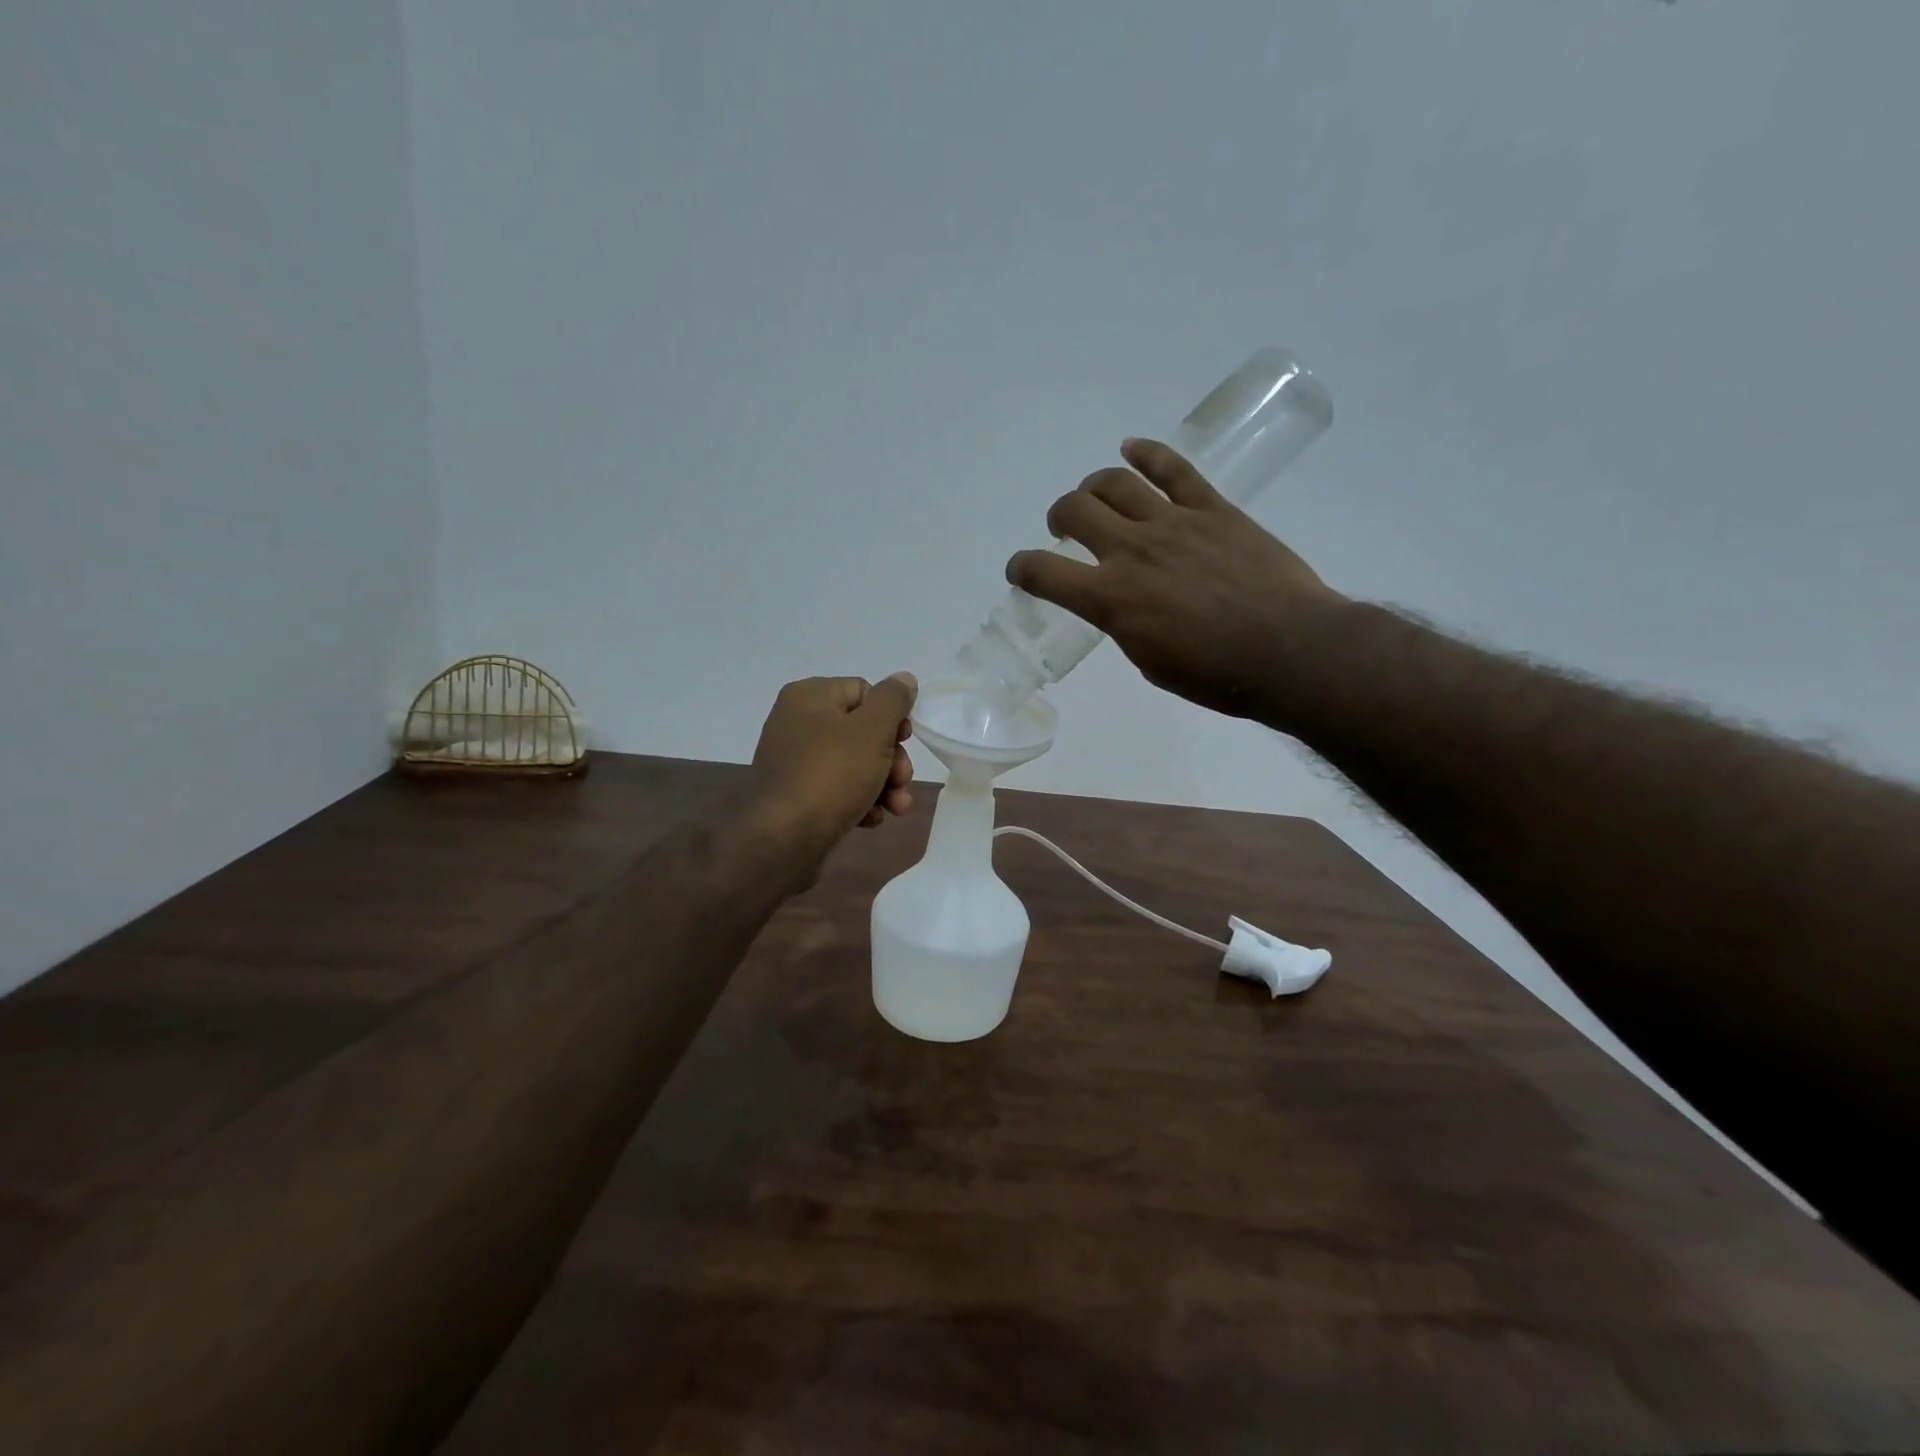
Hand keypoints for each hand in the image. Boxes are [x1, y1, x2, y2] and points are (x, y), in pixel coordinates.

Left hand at [750, 674, 917, 871]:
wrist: (784, 841)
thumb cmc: (832, 775)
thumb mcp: (872, 730)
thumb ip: (893, 699)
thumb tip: (903, 678)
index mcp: (809, 697)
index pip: (864, 691)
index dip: (891, 716)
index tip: (905, 741)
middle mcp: (796, 723)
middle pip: (861, 730)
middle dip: (891, 758)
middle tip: (902, 779)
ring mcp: (794, 762)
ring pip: (854, 763)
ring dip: (882, 784)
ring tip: (896, 807)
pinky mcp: (796, 796)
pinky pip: (836, 789)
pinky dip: (858, 801)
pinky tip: (871, 819)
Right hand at [1006, 438, 1345, 722]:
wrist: (1290, 652)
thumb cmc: (1216, 675)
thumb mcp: (1150, 662)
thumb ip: (1124, 625)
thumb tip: (1121, 605)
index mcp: (1111, 599)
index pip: (1043, 572)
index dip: (1021, 568)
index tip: (1021, 571)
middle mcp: (1132, 551)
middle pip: (1075, 510)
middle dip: (1059, 517)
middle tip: (1066, 530)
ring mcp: (1173, 523)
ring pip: (1115, 482)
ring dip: (1093, 487)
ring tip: (1095, 498)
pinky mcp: (1213, 509)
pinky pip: (1174, 469)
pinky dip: (1148, 453)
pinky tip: (1132, 448)